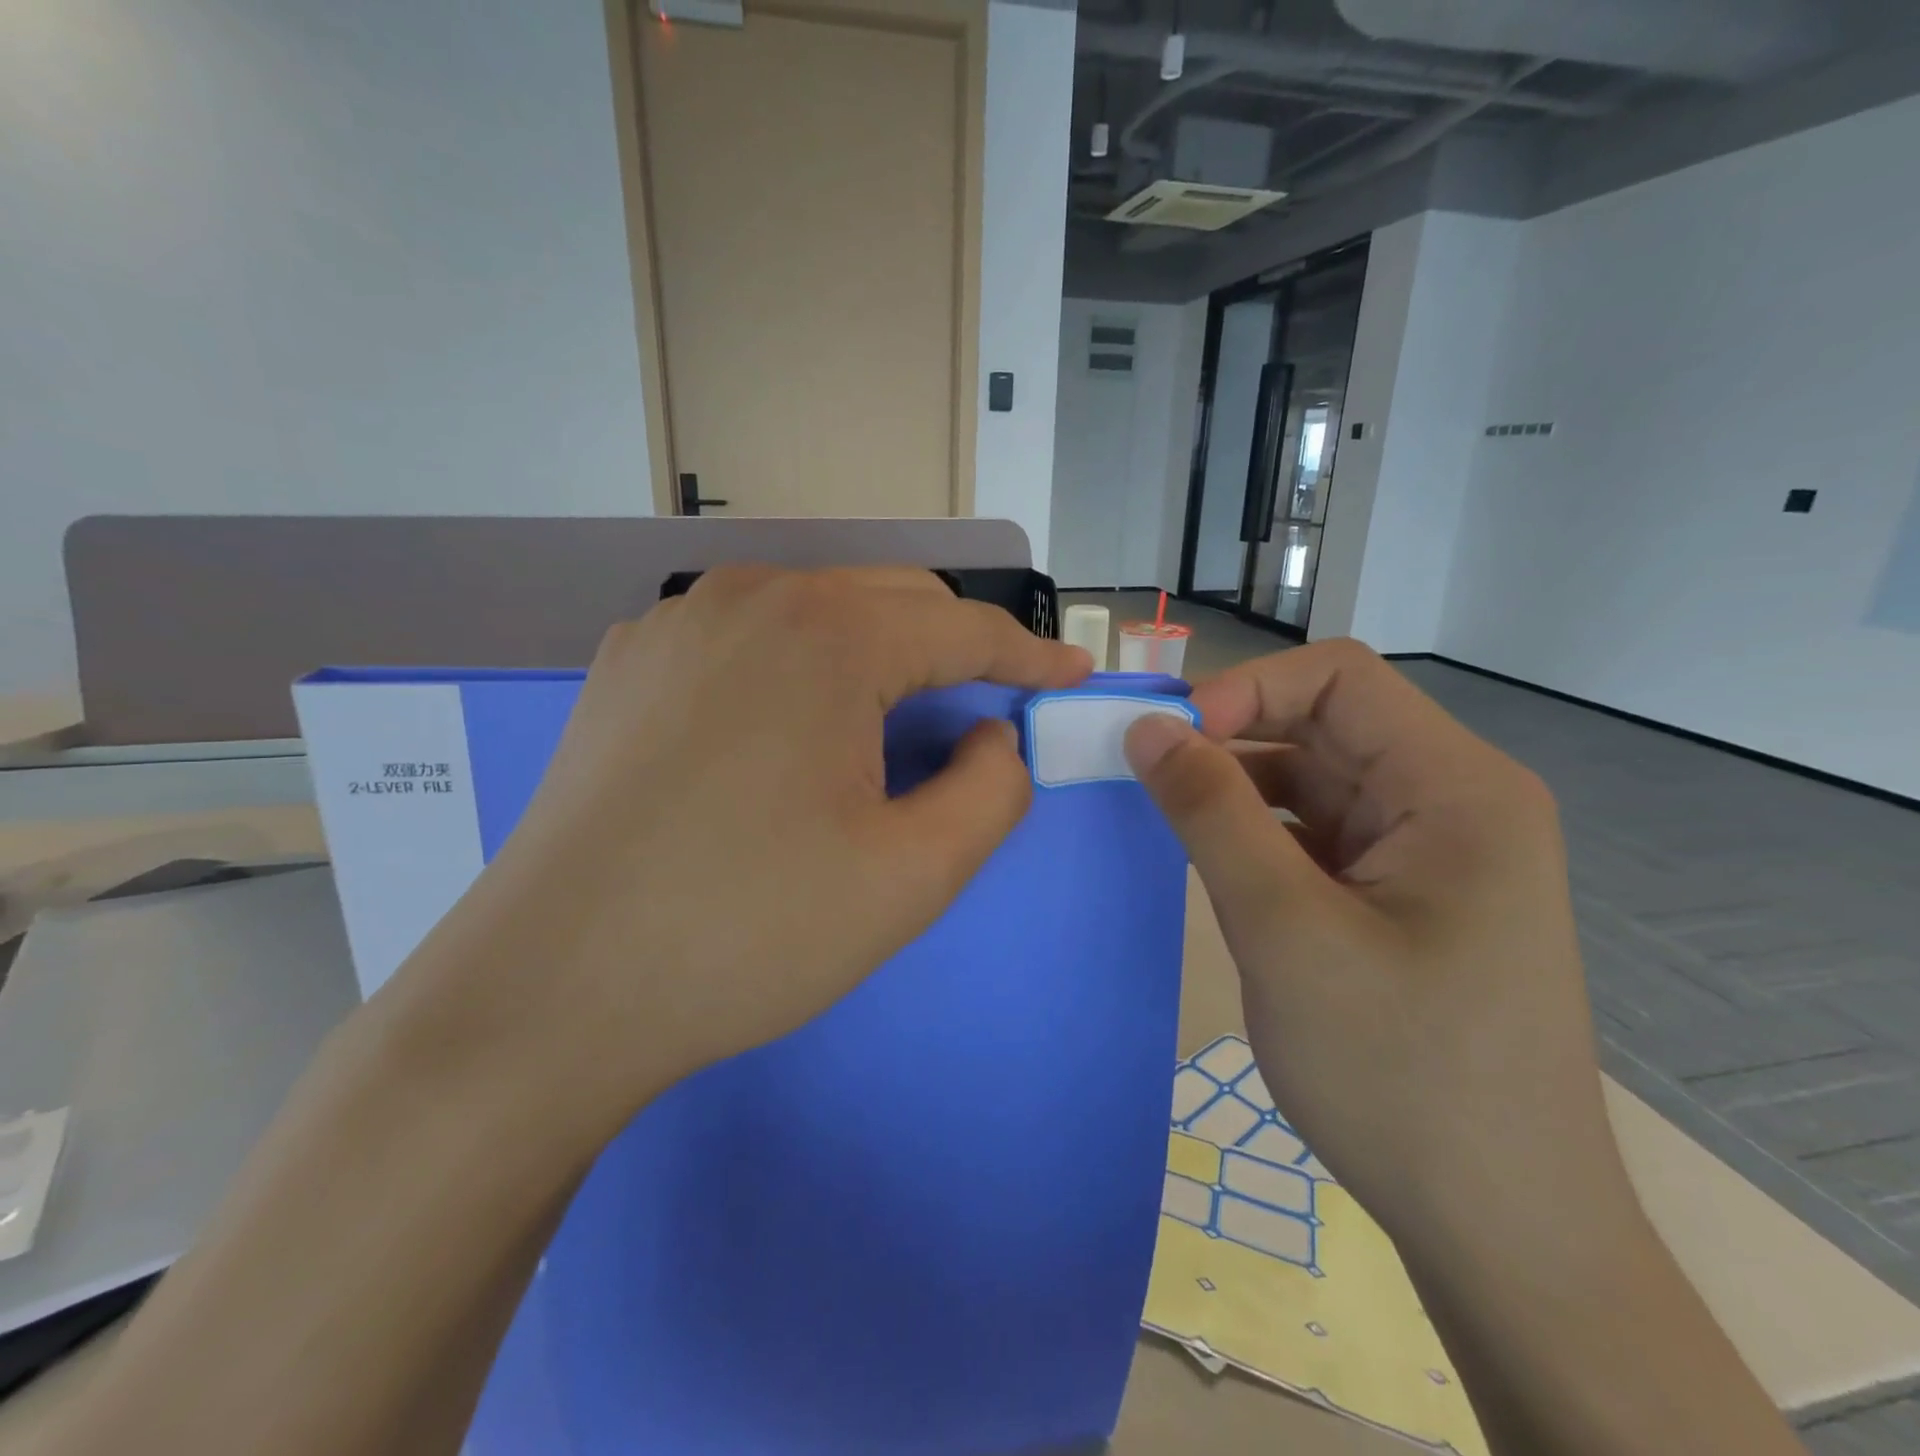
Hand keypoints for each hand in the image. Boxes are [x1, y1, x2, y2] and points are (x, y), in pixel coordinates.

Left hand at [400, 566, 1088, 1143]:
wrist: (550, 990)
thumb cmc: (747, 932)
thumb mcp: (912, 875)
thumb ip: (992, 791)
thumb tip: (990, 737)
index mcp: (827, 634)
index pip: (961, 627)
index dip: (1027, 655)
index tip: (1071, 678)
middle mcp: (748, 597)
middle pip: (891, 601)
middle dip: (954, 649)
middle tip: (989, 713)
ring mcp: (677, 623)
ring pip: (816, 611)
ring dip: (877, 655)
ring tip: (893, 730)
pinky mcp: (631, 663)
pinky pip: (749, 639)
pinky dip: (801, 667)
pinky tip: (790, 734)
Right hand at [1123, 640, 1633, 1259]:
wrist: (1500, 1230)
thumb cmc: (1401, 1075)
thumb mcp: (1286, 930)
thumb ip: (1211, 814)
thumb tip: (1147, 727)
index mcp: (1457, 789)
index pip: (1339, 678)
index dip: (1246, 689)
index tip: (1169, 740)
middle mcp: (1452, 803)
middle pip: (1324, 725)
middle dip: (1231, 738)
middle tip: (1145, 776)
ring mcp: (1427, 852)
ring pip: (1313, 779)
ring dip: (1237, 789)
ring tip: (1167, 821)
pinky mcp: (1400, 895)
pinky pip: (1317, 833)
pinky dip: (1258, 834)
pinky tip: (1214, 864)